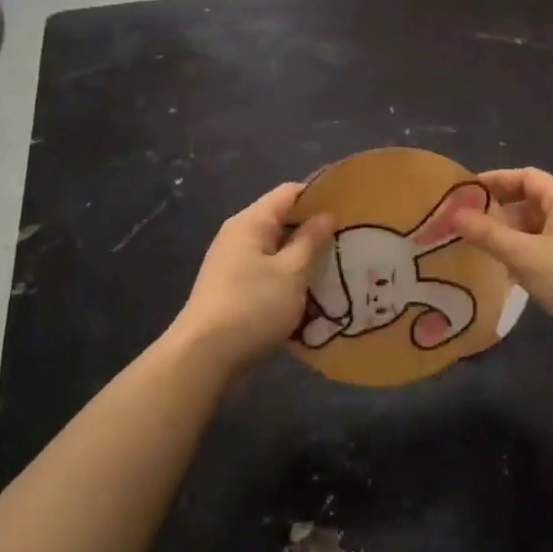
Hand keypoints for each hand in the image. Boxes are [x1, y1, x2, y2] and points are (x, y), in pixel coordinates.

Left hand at [170, 184, 333, 376]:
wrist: (203, 359)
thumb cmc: (252, 306)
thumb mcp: (291, 272)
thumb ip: (311, 240)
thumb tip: (326, 214)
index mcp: (251, 222)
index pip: (290, 192)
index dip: (319, 196)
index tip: (349, 209)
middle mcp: (238, 236)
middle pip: (282, 220)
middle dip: (314, 230)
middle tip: (349, 242)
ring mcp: (233, 263)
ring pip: (276, 250)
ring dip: (303, 258)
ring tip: (336, 268)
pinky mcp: (232, 289)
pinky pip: (267, 273)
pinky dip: (287, 278)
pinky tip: (310, 295)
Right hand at [452, 167, 552, 369]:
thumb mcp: (525, 255)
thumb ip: (488, 234)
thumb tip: (453, 214)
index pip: (526, 176)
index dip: (495, 180)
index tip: (465, 192)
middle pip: (532, 203)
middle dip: (501, 213)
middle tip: (468, 226)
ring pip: (541, 230)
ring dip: (514, 238)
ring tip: (484, 252)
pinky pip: (551, 252)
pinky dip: (529, 257)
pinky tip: (513, 277)